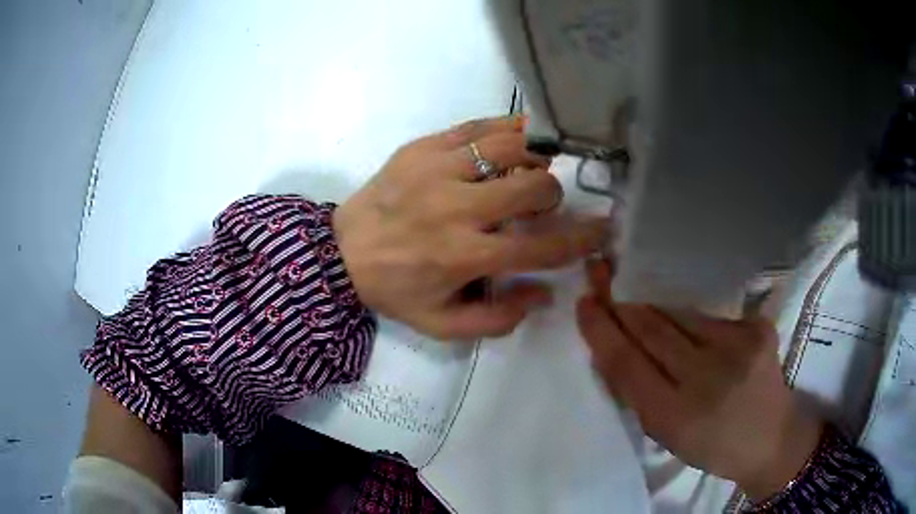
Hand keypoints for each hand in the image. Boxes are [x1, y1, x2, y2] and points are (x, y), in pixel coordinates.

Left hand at [333, 116, 607, 339]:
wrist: (339, 252)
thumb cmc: (394, 290)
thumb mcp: (441, 324)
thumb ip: (497, 319)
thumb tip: (544, 294)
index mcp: (464, 256)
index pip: (542, 247)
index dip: (582, 238)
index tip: (603, 227)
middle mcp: (457, 208)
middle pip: (534, 186)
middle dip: (553, 194)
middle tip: (542, 202)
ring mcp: (438, 169)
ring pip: (511, 146)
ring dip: (535, 156)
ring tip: (533, 165)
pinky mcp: (423, 146)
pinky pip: (478, 126)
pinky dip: (508, 129)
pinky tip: (518, 137)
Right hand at [576, 259, 822, 499]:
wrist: (770, 437)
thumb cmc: (712, 445)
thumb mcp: (666, 436)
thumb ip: (638, 394)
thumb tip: (609, 347)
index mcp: (676, 416)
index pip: (627, 364)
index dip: (601, 330)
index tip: (584, 303)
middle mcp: (707, 378)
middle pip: (652, 329)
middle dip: (621, 300)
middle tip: (599, 271)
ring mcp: (737, 348)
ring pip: (680, 313)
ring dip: (651, 299)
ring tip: (631, 280)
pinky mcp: (758, 328)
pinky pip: (709, 313)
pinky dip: (689, 311)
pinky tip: (681, 307)